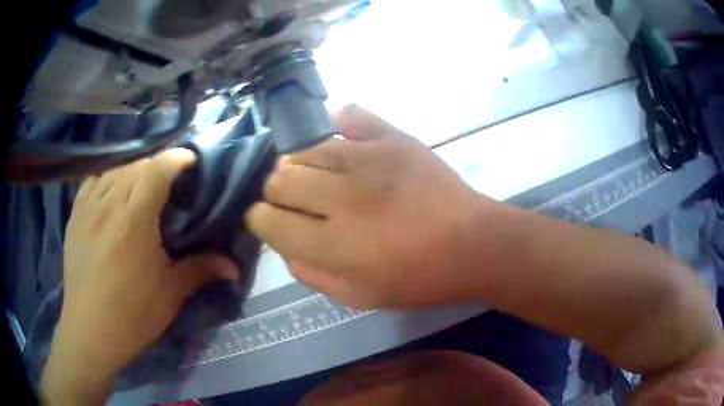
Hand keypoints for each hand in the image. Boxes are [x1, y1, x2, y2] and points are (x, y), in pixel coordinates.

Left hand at [41, 149, 237, 403]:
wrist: (90, 330)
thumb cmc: (133, 315)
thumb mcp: (170, 294)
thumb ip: (200, 270)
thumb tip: (234, 267)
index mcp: (134, 221)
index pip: (157, 170)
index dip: (176, 158)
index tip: (190, 160)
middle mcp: (108, 205)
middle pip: (136, 165)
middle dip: (157, 166)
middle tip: (169, 182)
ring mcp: (88, 207)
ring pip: (114, 169)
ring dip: (132, 170)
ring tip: (141, 186)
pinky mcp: (75, 215)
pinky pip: (93, 179)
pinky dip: (108, 177)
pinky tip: (113, 191)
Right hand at [245, 106, 484, 308]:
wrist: (472, 244)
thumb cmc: (418, 279)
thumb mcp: (358, 297)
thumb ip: (312, 274)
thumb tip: (284, 245)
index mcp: (332, 243)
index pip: (267, 220)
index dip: (260, 219)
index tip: (267, 219)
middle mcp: (341, 196)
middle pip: (279, 179)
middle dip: (276, 192)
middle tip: (293, 200)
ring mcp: (368, 160)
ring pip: (305, 149)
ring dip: (300, 163)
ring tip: (315, 173)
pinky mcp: (393, 138)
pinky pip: (352, 116)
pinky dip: (337, 120)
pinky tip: (335, 129)